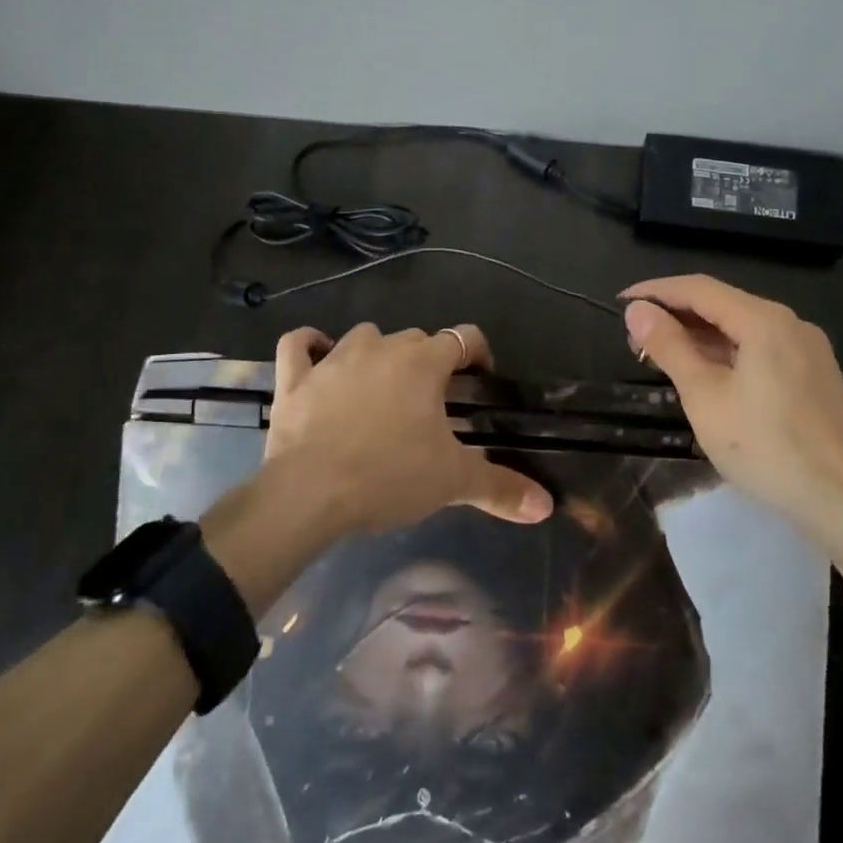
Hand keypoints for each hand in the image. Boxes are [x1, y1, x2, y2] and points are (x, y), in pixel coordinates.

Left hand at [262, 322, 554, 535]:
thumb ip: (501, 487)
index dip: (477, 353)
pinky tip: (316, 354)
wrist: (310, 494)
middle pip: (415, 339)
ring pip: (364, 337)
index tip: (481, 379)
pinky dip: (308, 345)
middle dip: (427, 362)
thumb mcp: (452, 482)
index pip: (464, 337)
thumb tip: (546, 506)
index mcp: (423, 363)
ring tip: (380, 387)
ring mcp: (334, 358)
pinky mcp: (296, 377)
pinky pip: (298, 344)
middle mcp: (381, 347)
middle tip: (431, 403)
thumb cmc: (389, 477)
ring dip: (376, 353)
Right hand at [622, 275, 842, 527]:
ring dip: (701, 337)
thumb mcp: (705, 396)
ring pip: (743, 328)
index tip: (622, 302)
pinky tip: (708, 376)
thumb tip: (638, 309)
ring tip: (664, 358)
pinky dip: (728, 354)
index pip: (699, 288)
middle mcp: (790, 323)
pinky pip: (762, 349)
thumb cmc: (767, 448)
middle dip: (676, 316)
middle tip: (636, 340)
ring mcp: (808, 349)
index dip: (656, 291)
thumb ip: (670, 347)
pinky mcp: (816, 375)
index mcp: (764, 319)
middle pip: (722, 305)